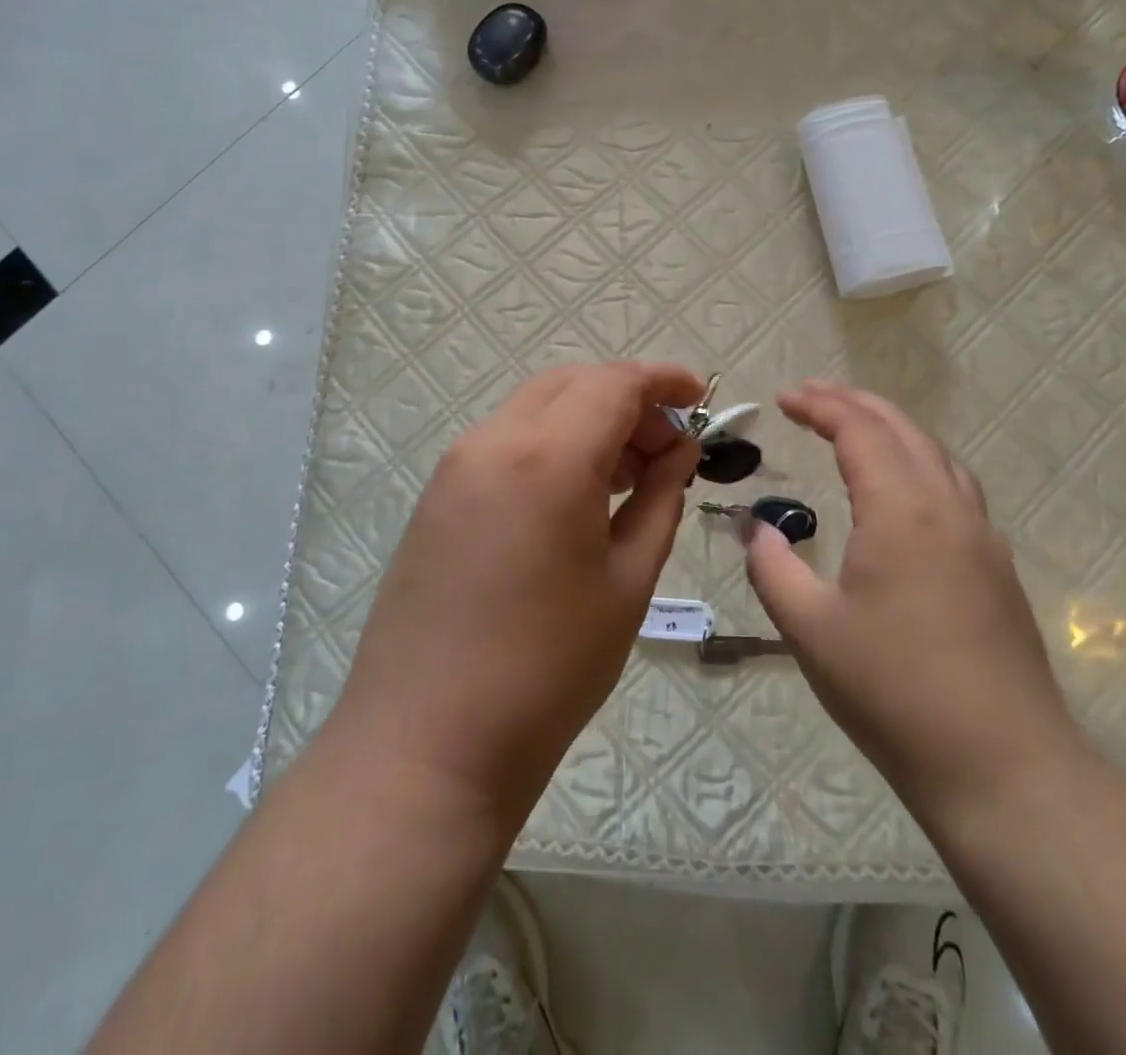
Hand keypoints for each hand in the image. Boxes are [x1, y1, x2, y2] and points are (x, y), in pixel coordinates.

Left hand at [332, 361, 703, 830]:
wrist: (427, 743)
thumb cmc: (547, 669)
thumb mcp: (626, 582)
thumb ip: (659, 500)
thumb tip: (679, 453)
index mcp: (548, 457)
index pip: (614, 384)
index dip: (663, 381)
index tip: (699, 399)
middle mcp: (493, 441)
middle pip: (571, 383)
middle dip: (626, 399)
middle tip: (666, 448)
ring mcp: (456, 466)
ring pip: (535, 407)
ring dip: (587, 419)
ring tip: (628, 475)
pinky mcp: (437, 495)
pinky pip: (505, 441)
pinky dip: (550, 443)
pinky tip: (575, 495)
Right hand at [745, 380, 1078, 812]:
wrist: (1002, 765)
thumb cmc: (893, 690)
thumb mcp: (810, 628)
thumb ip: (772, 567)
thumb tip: (755, 528)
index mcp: (901, 510)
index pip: (859, 430)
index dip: (819, 405)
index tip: (783, 398)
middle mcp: (948, 507)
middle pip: (903, 429)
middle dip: (854, 403)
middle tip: (812, 395)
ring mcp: (981, 536)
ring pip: (936, 454)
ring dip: (892, 428)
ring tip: (855, 427)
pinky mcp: (996, 567)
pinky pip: (955, 486)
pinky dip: (919, 462)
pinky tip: (903, 490)